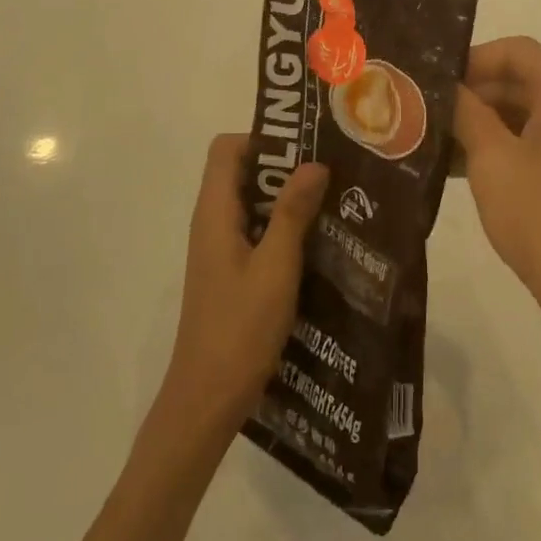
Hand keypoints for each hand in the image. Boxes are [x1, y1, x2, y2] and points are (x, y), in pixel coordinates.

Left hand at [162, 135, 328, 431]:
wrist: (207, 400)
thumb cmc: (240, 329)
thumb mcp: (275, 266)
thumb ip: (292, 212)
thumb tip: (313, 163)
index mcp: (214, 212)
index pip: (226, 149)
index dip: (262, 140)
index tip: (304, 148)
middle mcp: (212, 222)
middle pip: (241, 172)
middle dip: (284, 166)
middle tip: (331, 171)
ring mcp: (219, 248)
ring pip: (252, 203)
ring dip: (288, 198)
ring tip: (333, 201)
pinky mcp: (230, 272)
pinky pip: (255, 231)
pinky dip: (282, 226)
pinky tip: (318, 242)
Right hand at [454, 38, 540, 351]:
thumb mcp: (491, 159)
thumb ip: (466, 112)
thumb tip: (445, 86)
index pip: (516, 51)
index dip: (472, 59)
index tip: (434, 81)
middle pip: (523, 80)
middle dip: (474, 93)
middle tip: (427, 112)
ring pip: (528, 113)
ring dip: (484, 122)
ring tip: (437, 142)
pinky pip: (539, 141)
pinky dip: (504, 146)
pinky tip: (463, 168)